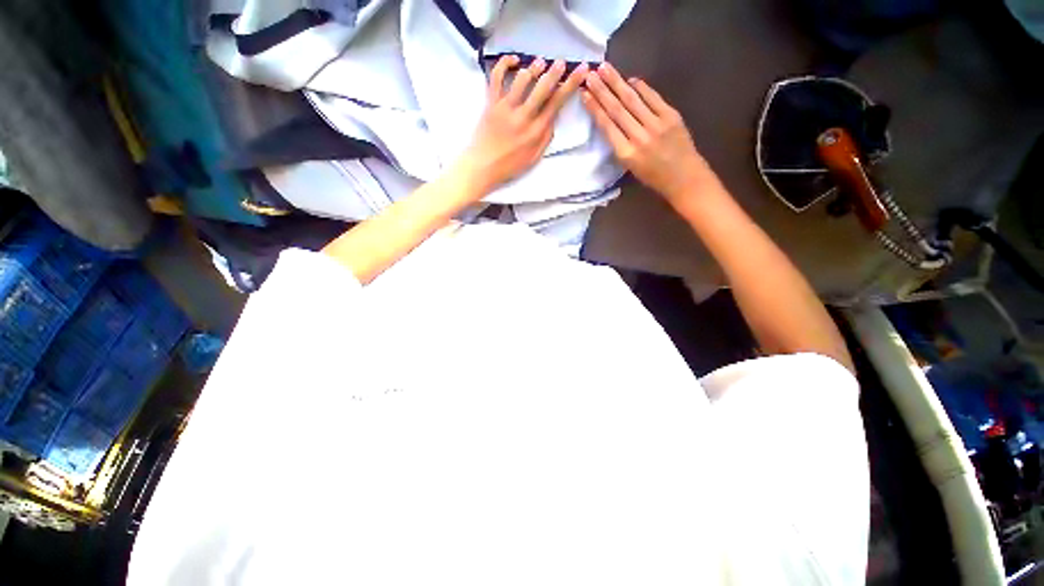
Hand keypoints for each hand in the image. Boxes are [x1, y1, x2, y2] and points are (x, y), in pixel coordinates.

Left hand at [458, 55, 588, 193]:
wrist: (483, 167)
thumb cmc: (510, 166)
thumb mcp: (534, 157)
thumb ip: (546, 137)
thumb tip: (553, 116)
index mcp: (536, 132)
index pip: (557, 103)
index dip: (570, 85)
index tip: (581, 71)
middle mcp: (523, 117)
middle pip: (543, 88)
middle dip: (555, 72)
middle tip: (562, 62)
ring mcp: (505, 108)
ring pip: (522, 79)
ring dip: (534, 67)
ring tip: (541, 62)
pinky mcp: (491, 103)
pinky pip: (496, 77)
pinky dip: (504, 64)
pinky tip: (514, 60)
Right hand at [581, 63, 712, 205]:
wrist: (684, 178)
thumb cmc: (653, 177)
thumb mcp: (630, 167)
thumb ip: (620, 145)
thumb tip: (611, 120)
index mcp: (626, 154)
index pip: (607, 126)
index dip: (595, 108)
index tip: (584, 94)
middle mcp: (639, 137)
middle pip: (617, 109)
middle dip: (602, 90)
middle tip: (590, 74)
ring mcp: (656, 125)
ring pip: (632, 100)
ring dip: (617, 82)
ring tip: (605, 68)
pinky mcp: (671, 116)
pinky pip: (653, 98)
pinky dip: (641, 87)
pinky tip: (631, 79)